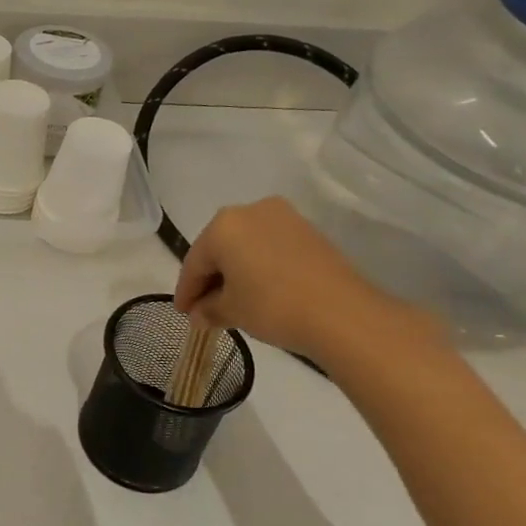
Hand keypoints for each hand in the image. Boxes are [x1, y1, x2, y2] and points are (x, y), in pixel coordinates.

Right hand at [172, 196, 438, 362]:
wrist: (343, 313)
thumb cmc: (273, 306)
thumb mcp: (232, 310)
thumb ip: (209, 309)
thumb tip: (199, 315)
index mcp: (223, 225)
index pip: (195, 261)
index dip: (186, 291)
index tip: (182, 313)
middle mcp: (250, 211)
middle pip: (219, 248)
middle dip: (210, 278)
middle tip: (203, 308)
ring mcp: (283, 217)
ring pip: (245, 246)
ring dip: (235, 272)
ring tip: (231, 302)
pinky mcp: (307, 231)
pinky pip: (269, 247)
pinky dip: (258, 267)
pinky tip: (258, 290)